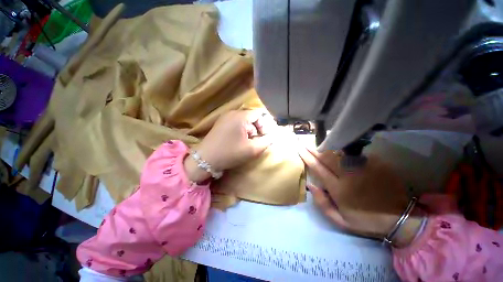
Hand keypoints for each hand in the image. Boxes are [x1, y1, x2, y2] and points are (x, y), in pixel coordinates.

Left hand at [185, 110, 274, 181]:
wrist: (205, 159)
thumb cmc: (230, 153)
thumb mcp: (252, 149)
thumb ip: (266, 141)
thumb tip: (272, 136)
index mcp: (241, 116)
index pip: (259, 114)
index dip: (265, 125)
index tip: (264, 137)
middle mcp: (232, 113)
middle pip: (251, 117)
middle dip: (256, 129)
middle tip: (255, 142)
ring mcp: (225, 117)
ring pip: (244, 121)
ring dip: (249, 131)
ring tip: (246, 143)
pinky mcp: (220, 123)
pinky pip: (236, 123)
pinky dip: (240, 131)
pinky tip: (237, 141)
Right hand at [298, 147, 422, 246]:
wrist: (400, 217)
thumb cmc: (366, 220)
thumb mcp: (341, 220)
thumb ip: (322, 203)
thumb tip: (310, 185)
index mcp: (339, 189)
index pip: (318, 168)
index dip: (307, 158)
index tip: (300, 150)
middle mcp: (349, 175)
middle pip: (326, 157)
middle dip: (313, 150)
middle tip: (304, 144)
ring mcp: (363, 167)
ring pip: (339, 153)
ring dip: (326, 148)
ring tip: (318, 146)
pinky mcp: (375, 163)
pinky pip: (353, 154)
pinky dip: (342, 151)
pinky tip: (338, 150)